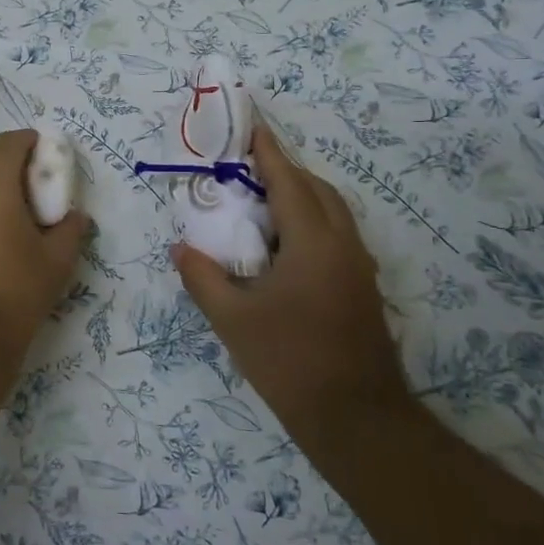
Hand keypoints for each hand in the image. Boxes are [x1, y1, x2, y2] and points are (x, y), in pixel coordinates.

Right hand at [173, 124, 408, 424]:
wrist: (357, 417)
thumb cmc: (290, 361)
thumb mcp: (233, 319)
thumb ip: (202, 277)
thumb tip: (181, 248)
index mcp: (313, 242)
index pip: (288, 182)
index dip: (268, 152)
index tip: (252, 126)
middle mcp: (343, 244)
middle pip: (317, 190)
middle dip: (285, 171)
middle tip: (247, 169)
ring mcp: (358, 267)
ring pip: (332, 213)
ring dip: (300, 196)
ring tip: (261, 203)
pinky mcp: (362, 288)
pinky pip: (336, 236)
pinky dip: (310, 222)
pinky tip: (283, 247)